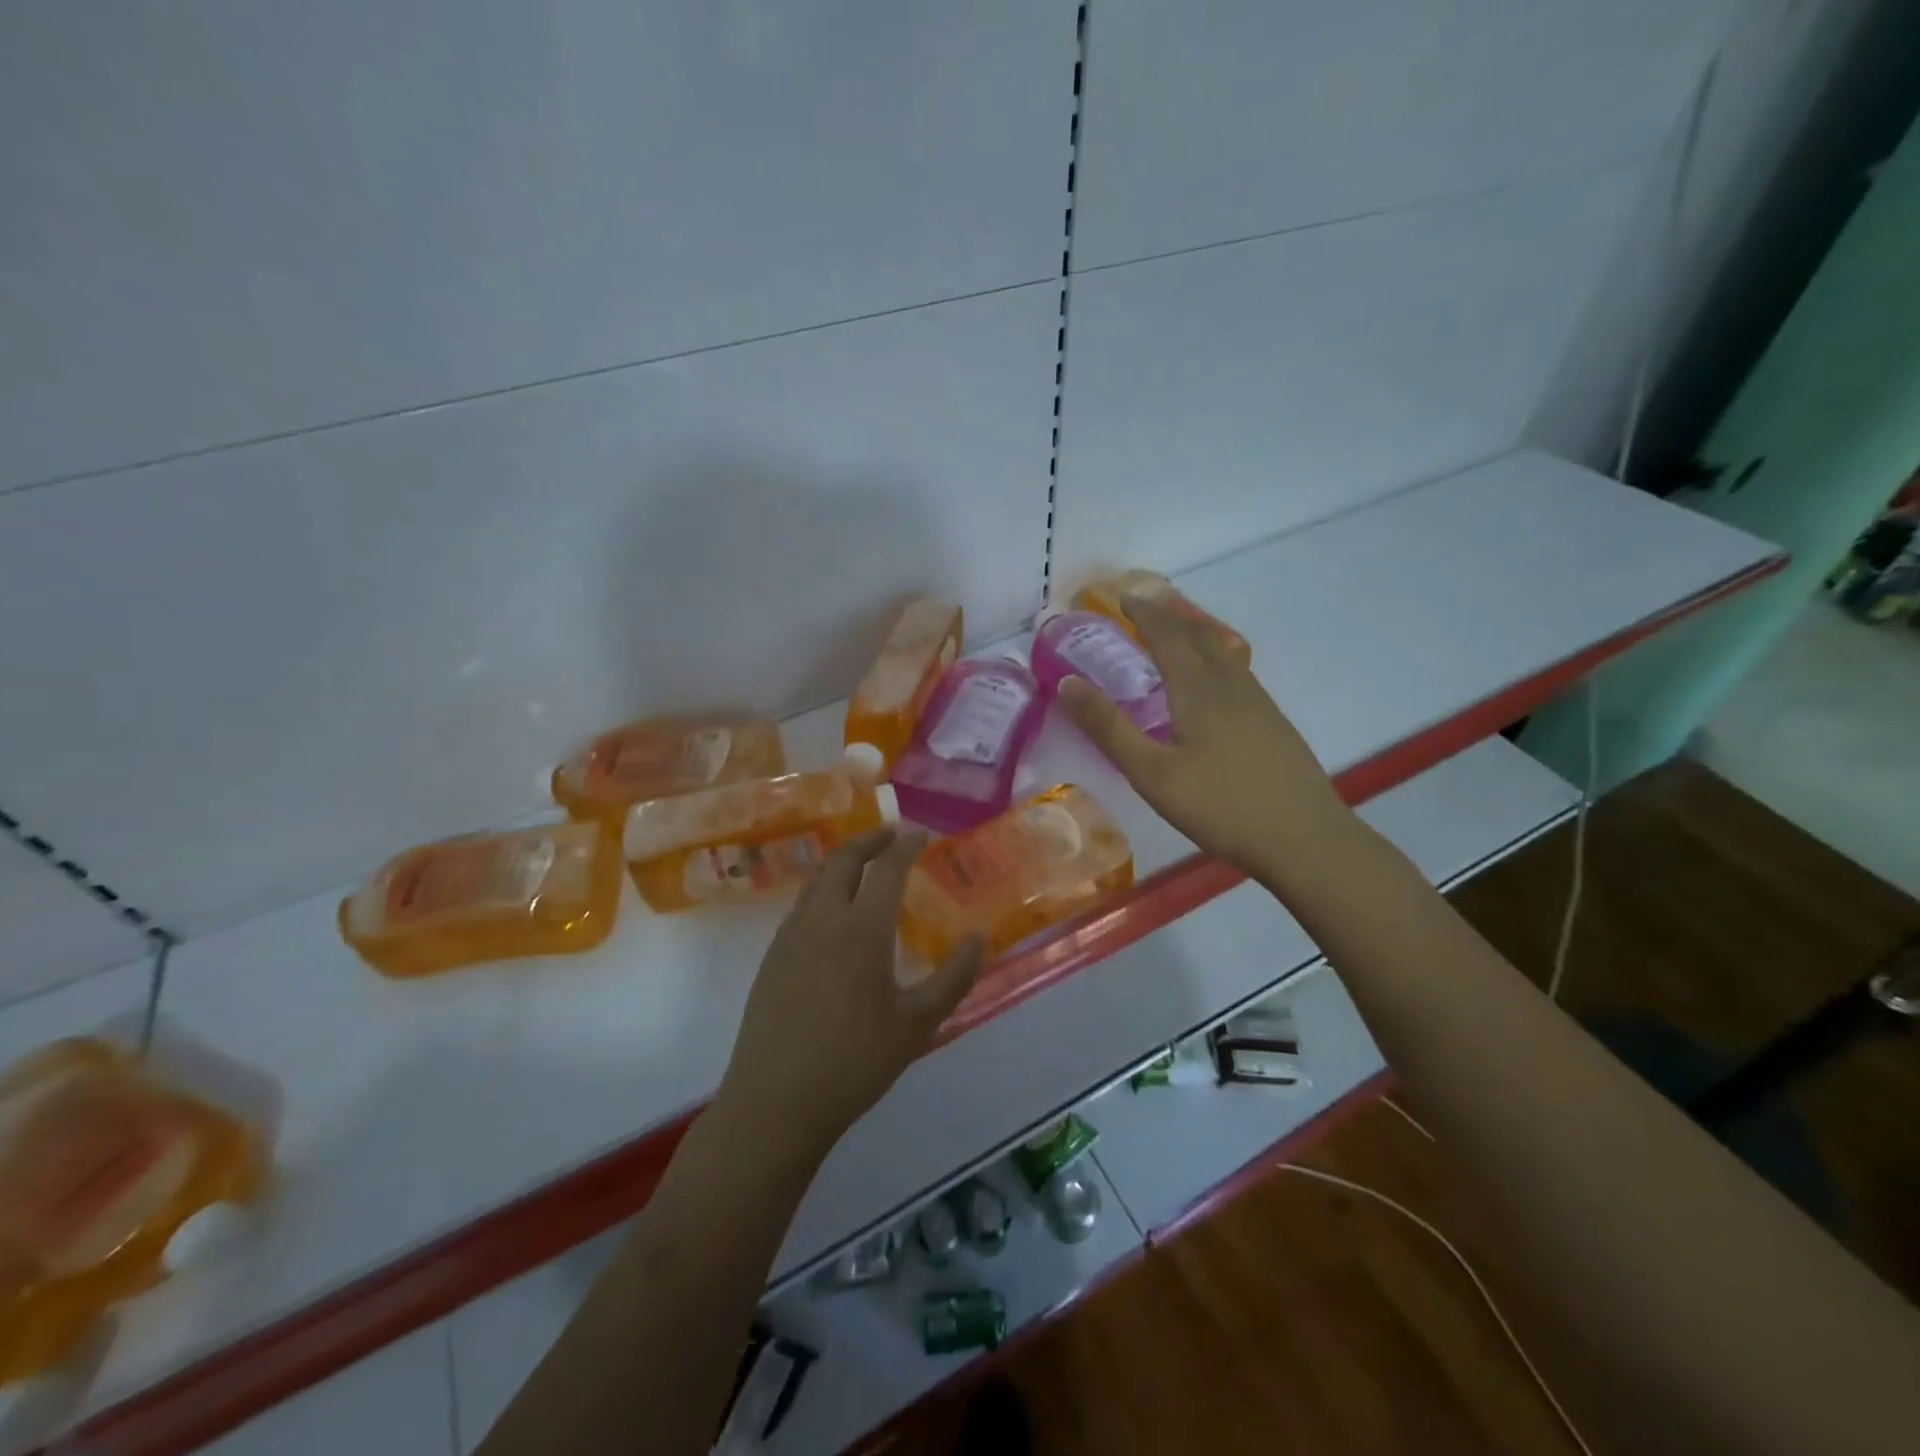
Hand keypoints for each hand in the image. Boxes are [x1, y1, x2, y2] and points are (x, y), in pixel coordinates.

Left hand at [718, 828, 983, 1156]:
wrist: (775, 1102)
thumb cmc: (854, 1062)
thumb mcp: (917, 1024)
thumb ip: (953, 977)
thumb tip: (978, 937)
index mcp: (861, 929)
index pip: (886, 868)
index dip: (905, 845)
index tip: (921, 834)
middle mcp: (823, 919)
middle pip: (844, 860)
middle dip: (870, 841)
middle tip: (893, 836)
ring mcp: (790, 936)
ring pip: (817, 879)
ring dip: (844, 861)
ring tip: (864, 864)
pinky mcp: (772, 957)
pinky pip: (802, 904)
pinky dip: (824, 888)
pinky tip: (834, 912)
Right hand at [1059, 593, 1353, 881]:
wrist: (1305, 839)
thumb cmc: (1220, 806)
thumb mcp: (1151, 773)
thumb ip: (1109, 729)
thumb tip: (1067, 683)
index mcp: (1199, 691)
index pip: (1167, 637)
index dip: (1144, 614)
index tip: (1123, 598)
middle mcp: (1231, 686)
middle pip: (1199, 638)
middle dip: (1168, 617)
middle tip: (1144, 608)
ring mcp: (1258, 704)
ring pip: (1223, 653)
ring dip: (1194, 635)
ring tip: (1175, 634)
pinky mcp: (1273, 724)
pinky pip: (1237, 673)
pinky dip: (1214, 659)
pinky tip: (1213, 683)